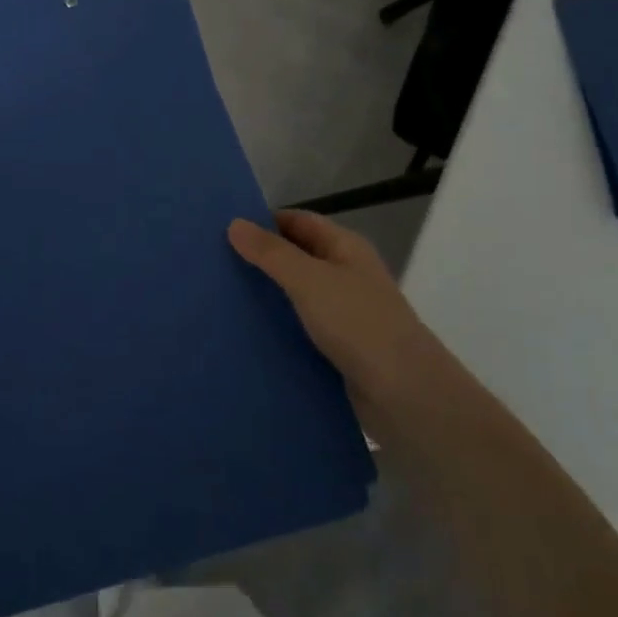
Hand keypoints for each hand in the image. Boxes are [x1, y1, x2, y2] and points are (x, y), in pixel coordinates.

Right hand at [228, 211, 452, 420]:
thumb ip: (271, 253)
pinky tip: (246, 334)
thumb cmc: (358, 323)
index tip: (222, 231)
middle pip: (296, 257)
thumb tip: (234, 223)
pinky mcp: (338, 348)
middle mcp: (346, 275)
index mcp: (345, 248)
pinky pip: (300, 328)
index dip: (264, 222)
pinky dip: (277, 328)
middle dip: (260, 260)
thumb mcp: (309, 280)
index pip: (299, 222)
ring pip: (296, 296)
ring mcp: (343, 313)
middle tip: (213, 266)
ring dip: (266, 296)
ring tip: (220, 299)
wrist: (404, 394)